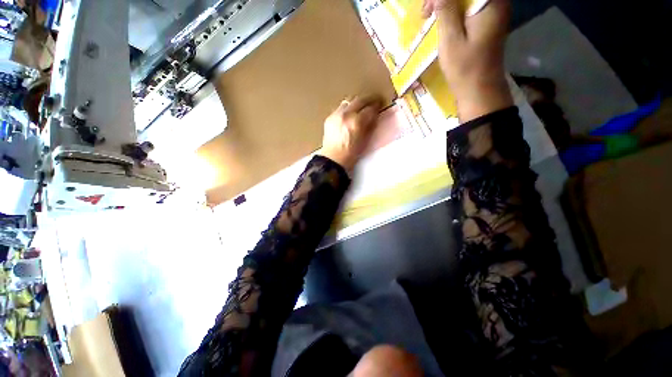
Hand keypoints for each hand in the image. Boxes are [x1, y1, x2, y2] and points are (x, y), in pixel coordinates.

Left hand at [318, 96, 382, 172]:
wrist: (333, 158)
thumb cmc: (351, 154)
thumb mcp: (364, 140)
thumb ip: (369, 126)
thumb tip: (373, 116)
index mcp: (356, 122)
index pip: (370, 109)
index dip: (376, 107)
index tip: (379, 106)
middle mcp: (346, 115)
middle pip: (359, 100)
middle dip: (368, 100)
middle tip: (373, 101)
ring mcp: (336, 115)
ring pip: (349, 101)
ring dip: (356, 103)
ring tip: (361, 107)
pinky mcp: (329, 118)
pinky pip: (340, 108)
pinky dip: (347, 109)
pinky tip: (349, 115)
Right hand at [422, 0, 512, 121]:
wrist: (480, 89)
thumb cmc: (465, 68)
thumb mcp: (450, 40)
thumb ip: (445, 11)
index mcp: (490, 2)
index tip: (428, 7)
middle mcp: (496, 1)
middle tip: (426, 13)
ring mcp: (493, 11)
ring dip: (447, 4)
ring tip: (430, 17)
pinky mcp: (488, 21)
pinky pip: (469, 7)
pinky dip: (454, 11)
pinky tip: (443, 21)